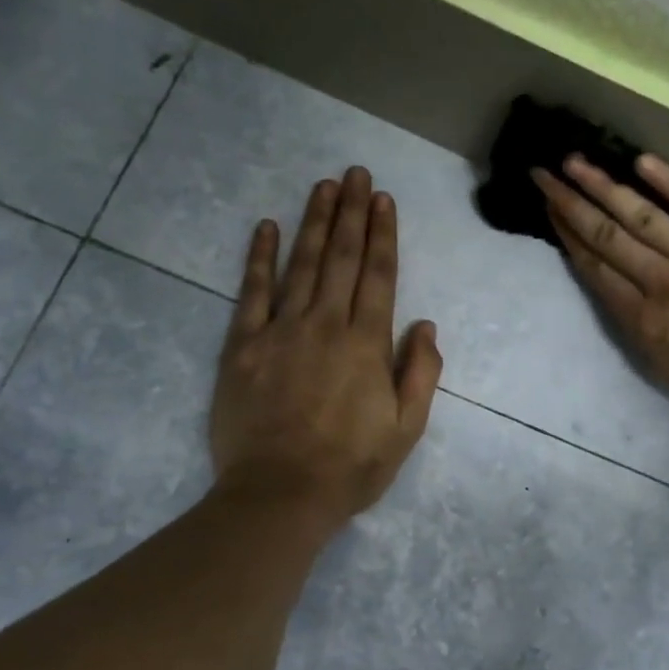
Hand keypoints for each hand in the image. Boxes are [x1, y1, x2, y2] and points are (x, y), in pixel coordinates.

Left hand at [210, 167, 442, 527]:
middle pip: (342, 259)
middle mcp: (325, 325)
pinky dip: (259, 258)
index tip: (383, 200)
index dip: (382, 235)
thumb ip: (420, 374)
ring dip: (314, 223)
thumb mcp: (406, 430)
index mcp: (366, 344)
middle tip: (355, 174)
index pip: (379, 276)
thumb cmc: (349, 468)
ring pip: (302, 265)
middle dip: (351, 214)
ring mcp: (280, 331)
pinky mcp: (242, 346)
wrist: (279, 495)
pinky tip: (266, 228)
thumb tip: (425, 325)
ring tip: (323, 186)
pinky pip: (251, 292)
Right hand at [534, 152, 668, 446]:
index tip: (550, 211)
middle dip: (572, 203)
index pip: (597, 271)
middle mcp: (665, 286)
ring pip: (644, 218)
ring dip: (605, 187)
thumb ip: (645, 328)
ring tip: (575, 161)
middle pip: (608, 238)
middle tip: (544, 173)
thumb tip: (626, 293)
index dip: (569, 237)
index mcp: (646, 323)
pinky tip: (642, 163)